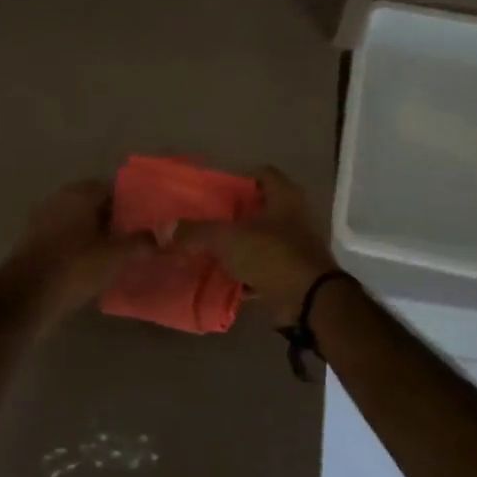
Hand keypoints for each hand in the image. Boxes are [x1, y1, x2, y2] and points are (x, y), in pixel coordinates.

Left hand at [0, 181, 148, 326]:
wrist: (25, 297)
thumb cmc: (73, 268)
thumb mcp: (114, 257)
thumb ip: (140, 243)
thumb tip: (163, 237)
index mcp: (80, 194)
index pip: (114, 189)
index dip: (134, 203)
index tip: (150, 220)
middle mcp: (60, 199)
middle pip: (96, 204)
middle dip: (116, 219)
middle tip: (138, 237)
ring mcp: (44, 219)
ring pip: (80, 220)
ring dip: (98, 233)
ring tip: (120, 252)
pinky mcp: (34, 240)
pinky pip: (66, 236)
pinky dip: (81, 245)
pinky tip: (95, 264)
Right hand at [176, 166, 338, 323]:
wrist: (310, 302)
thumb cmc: (272, 255)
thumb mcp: (228, 239)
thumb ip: (197, 232)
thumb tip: (166, 229)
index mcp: (284, 197)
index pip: (262, 174)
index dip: (238, 178)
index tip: (214, 190)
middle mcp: (294, 217)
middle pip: (259, 208)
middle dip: (233, 215)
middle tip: (205, 220)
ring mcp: (296, 247)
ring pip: (260, 240)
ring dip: (238, 246)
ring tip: (208, 250)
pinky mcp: (293, 274)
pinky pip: (263, 268)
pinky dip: (245, 273)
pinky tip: (223, 279)